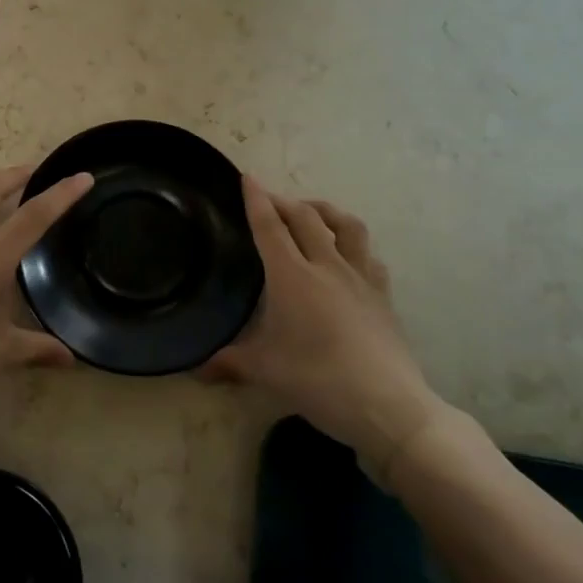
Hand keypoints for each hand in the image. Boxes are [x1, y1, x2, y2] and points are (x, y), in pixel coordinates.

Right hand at [206, 177, 449, 457]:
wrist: (388, 405)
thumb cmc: (319, 380)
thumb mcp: (265, 371)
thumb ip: (228, 362)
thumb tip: (195, 368)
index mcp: (292, 276)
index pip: (270, 227)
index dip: (257, 199)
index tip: (248, 177)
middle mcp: (327, 266)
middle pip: (305, 217)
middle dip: (284, 201)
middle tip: (269, 199)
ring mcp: (360, 278)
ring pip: (346, 226)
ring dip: (325, 211)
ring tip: (312, 212)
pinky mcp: (382, 295)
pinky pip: (368, 255)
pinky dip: (353, 245)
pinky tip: (348, 256)